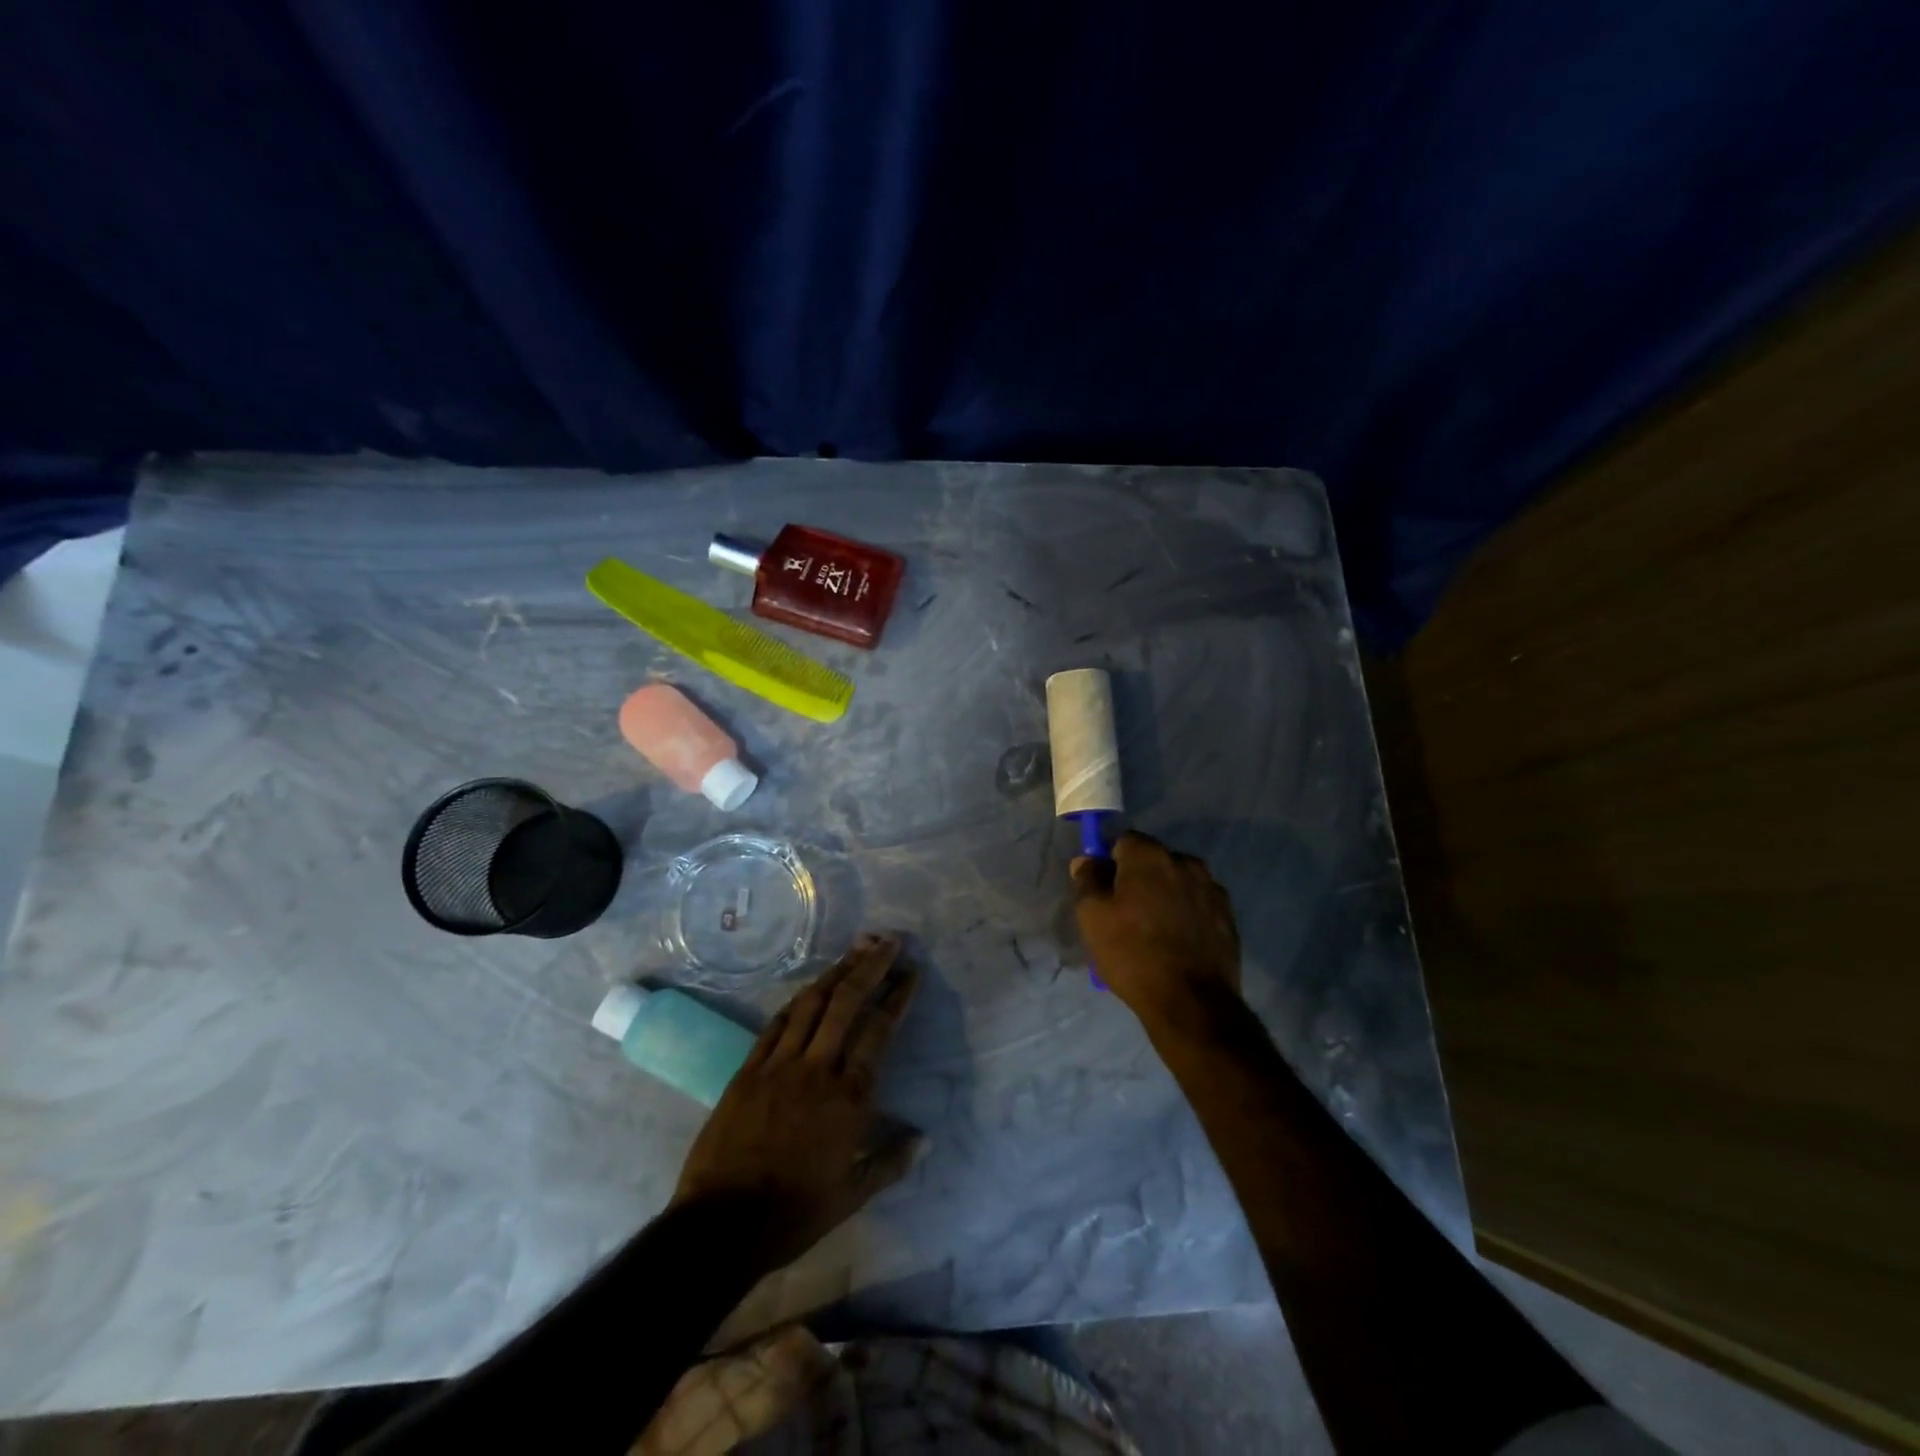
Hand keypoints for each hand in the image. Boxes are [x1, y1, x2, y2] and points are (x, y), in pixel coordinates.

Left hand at [671, 934, 920, 1269]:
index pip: (879, 1030)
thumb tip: (925, 1139)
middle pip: (846, 1002)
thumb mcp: (852, 1196)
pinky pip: (776, 1023)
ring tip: (855, 948)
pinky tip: (810, 988)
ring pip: (812, 1003)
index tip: (910, 972)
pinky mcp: (749, 1069)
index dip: (897, 996)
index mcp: (849, 1097)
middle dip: (870, 966)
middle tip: (888, 940)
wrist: (722, 1224)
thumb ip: (890, 1162)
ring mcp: (779, 1064)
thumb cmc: (794, 1212)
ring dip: (836, 971)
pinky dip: (798, 1001)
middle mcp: (817, 1069)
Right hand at [1072, 832, 1241, 1023]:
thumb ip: (1087, 880)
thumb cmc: (1133, 953)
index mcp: (1150, 856)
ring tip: (1153, 931)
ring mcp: (1212, 889)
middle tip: (1125, 913)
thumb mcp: (1092, 917)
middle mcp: (1185, 862)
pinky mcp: (1228, 916)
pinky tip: (1177, 942)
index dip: (1110, 863)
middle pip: (1152, 860)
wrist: (1191, 1003)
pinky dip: (1185, 914)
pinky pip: (1197, 904)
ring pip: (1177, 882)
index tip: (1104, 891)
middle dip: (1138, 878)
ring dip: (1164, 895)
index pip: (1123, 841)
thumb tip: (1087, 861)